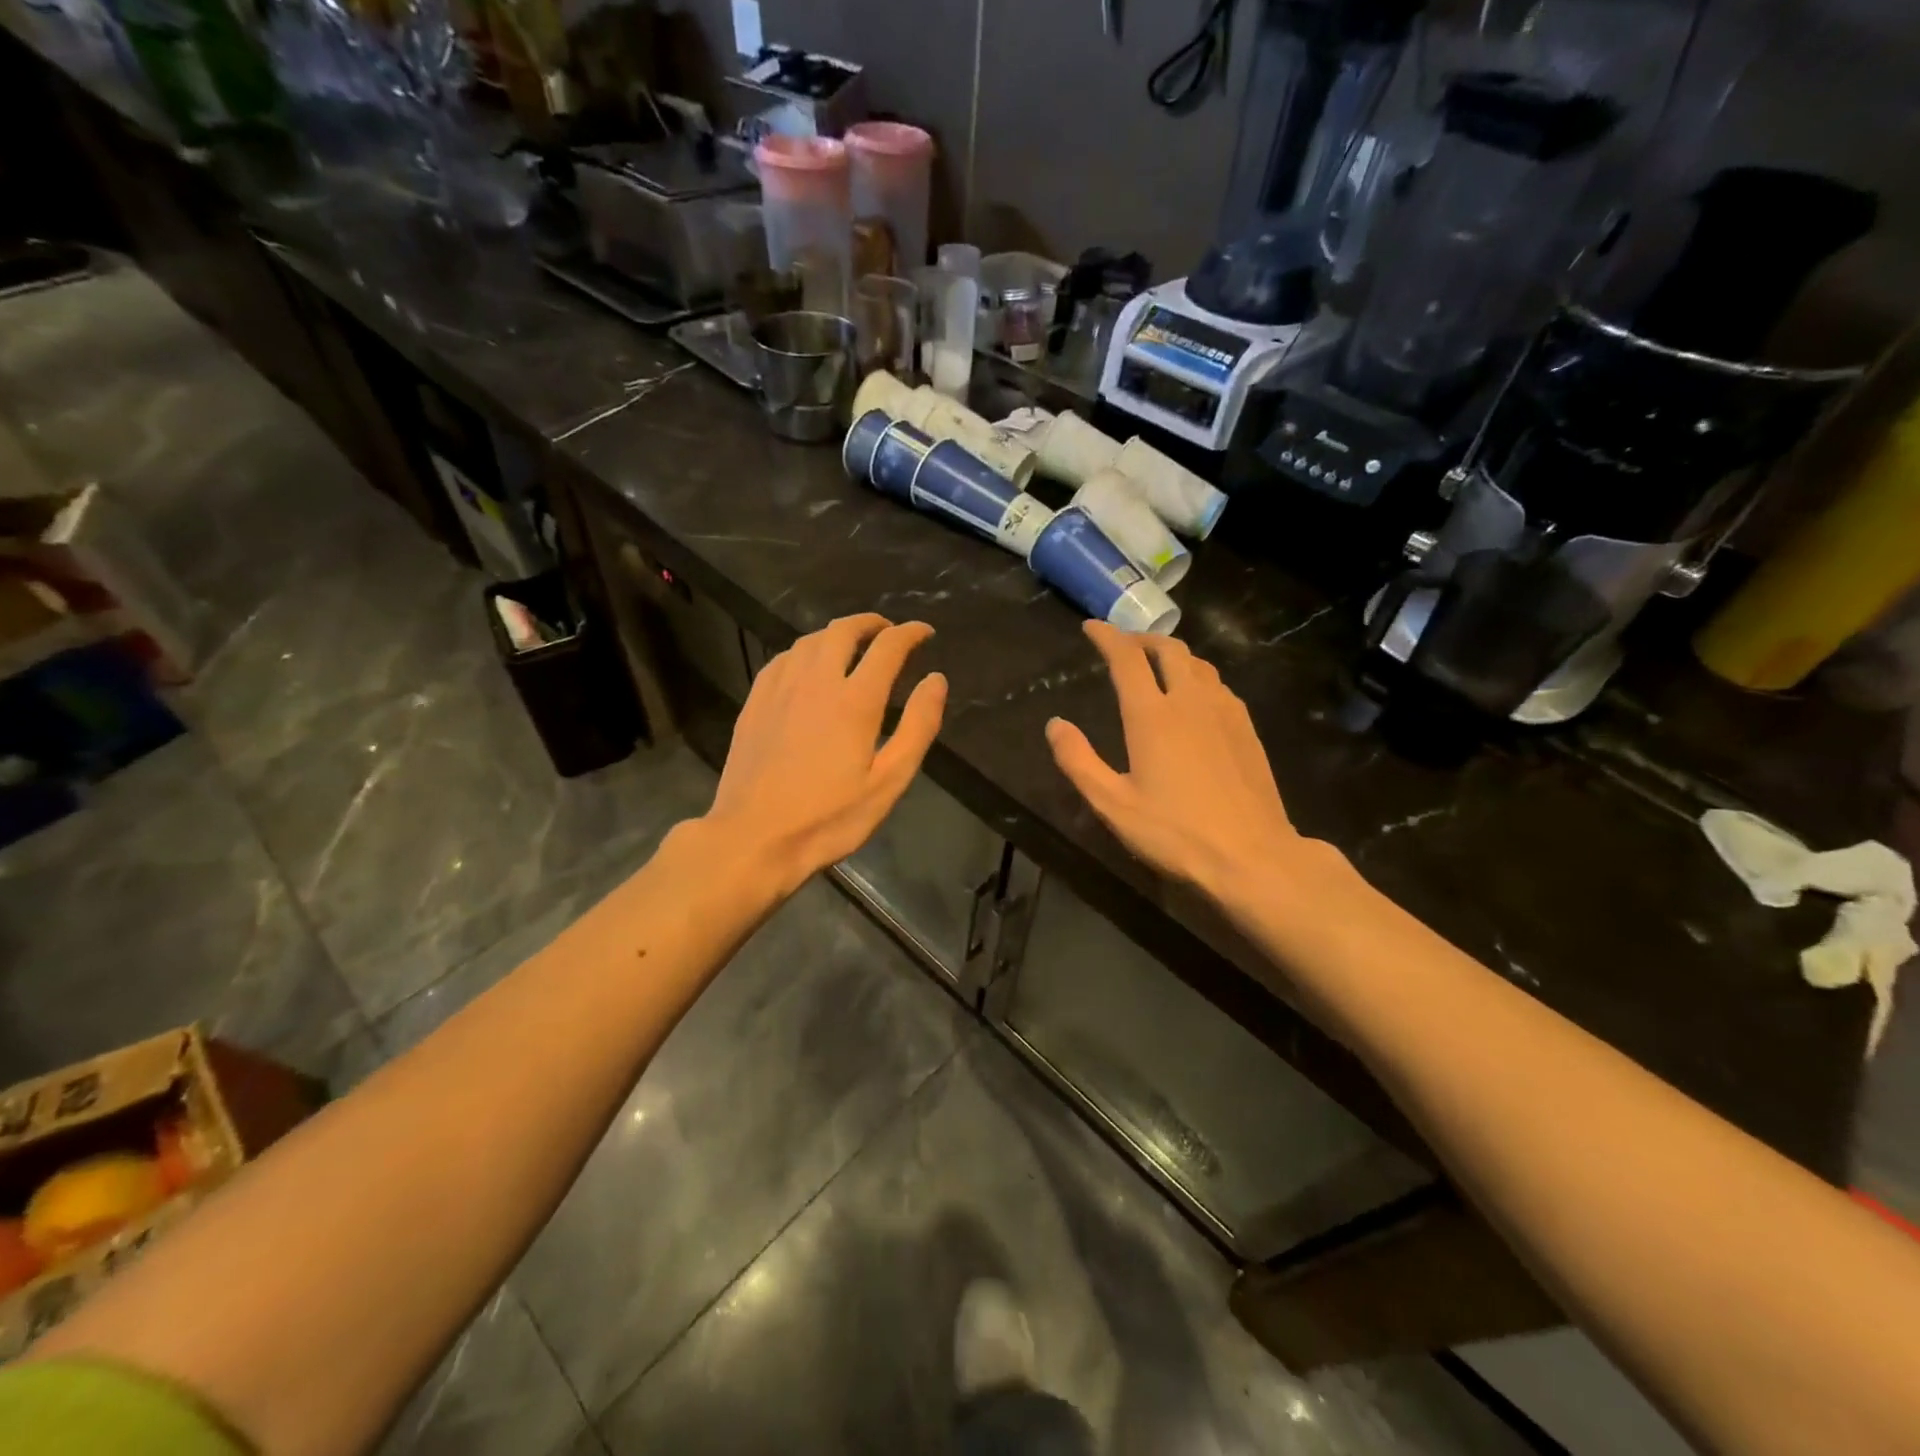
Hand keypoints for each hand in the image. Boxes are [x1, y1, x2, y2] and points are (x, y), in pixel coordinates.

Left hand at [704, 613, 946, 891]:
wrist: (754, 838)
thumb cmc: (829, 817)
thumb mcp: (888, 782)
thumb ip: (918, 727)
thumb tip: (936, 680)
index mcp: (854, 700)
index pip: (888, 647)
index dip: (910, 633)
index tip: (924, 632)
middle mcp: (816, 681)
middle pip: (844, 630)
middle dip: (871, 624)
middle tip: (888, 632)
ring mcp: (780, 689)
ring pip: (810, 640)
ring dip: (837, 634)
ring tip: (852, 646)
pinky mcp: (755, 702)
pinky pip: (783, 659)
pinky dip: (805, 651)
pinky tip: (808, 667)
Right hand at [1046, 621, 1310, 895]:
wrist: (1252, 856)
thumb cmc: (1175, 832)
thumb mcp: (1112, 804)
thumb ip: (1078, 761)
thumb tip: (1055, 724)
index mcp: (1152, 715)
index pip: (1127, 658)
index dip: (1107, 636)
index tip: (1091, 627)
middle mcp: (1190, 700)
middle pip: (1168, 649)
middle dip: (1141, 639)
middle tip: (1123, 644)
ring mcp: (1225, 712)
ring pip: (1198, 664)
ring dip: (1172, 654)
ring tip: (1157, 664)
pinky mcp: (1247, 729)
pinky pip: (1218, 685)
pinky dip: (1197, 676)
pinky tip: (1194, 698)